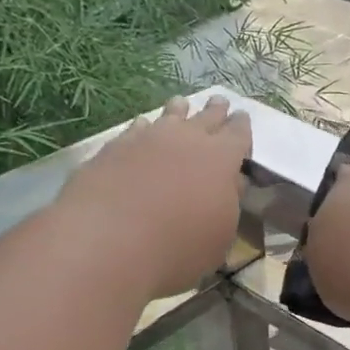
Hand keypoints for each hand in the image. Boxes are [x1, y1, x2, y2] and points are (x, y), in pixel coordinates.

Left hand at [57, 96, 252, 299]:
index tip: (242, 118)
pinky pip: (136, 130)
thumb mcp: (219, 237)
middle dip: (215, 111)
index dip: (241, 127)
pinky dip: (144, 128)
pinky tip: (142, 129)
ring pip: (169, 116)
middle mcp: (186, 139)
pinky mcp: (114, 147)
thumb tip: (230, 183)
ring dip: (179, 111)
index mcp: (221, 159)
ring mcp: (147, 139)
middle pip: (206, 117)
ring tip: (181, 104)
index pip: (238, 134)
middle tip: (219, 102)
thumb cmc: (178, 248)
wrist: (108, 241)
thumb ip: (227, 204)